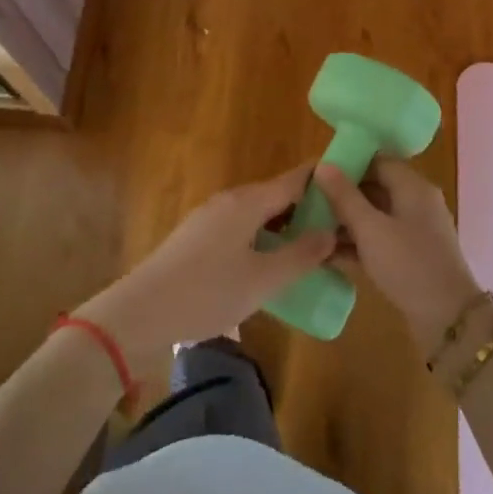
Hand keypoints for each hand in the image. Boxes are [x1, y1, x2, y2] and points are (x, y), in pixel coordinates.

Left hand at [75, 162, 334, 366]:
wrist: (139, 314)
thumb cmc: (207, 293)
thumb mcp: (263, 280)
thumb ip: (301, 255)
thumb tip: (331, 231)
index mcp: (248, 201)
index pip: (296, 178)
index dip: (325, 180)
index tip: (353, 187)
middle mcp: (230, 200)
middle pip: (278, 195)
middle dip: (309, 209)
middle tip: (340, 230)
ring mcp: (210, 218)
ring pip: (259, 214)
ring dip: (285, 227)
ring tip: (312, 251)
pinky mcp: (197, 239)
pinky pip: (242, 229)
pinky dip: (264, 239)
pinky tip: (272, 265)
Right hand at [313, 159, 482, 358]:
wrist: (448, 319)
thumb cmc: (408, 264)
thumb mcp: (370, 229)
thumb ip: (345, 197)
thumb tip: (323, 164)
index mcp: (413, 187)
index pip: (378, 160)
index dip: (348, 163)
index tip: (317, 173)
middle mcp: (417, 203)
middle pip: (376, 187)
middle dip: (343, 195)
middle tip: (308, 203)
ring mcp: (416, 231)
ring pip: (375, 216)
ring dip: (346, 222)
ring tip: (311, 229)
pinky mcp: (411, 257)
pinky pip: (380, 240)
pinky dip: (357, 244)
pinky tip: (327, 254)